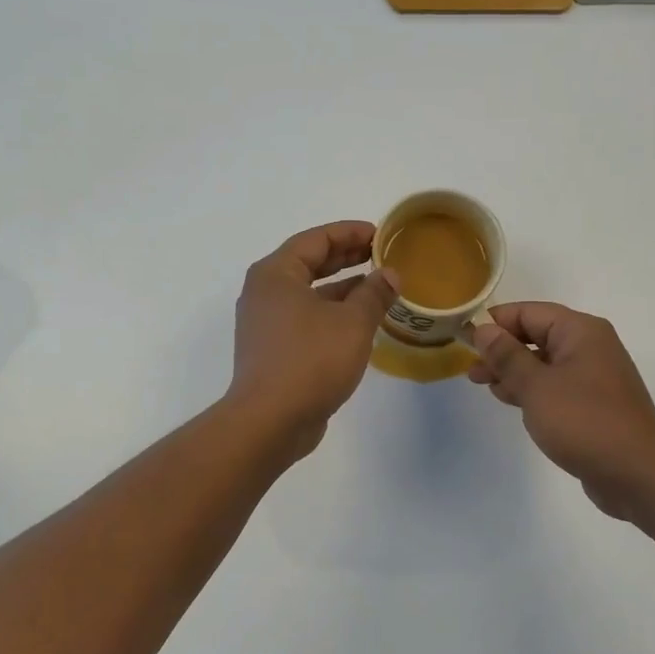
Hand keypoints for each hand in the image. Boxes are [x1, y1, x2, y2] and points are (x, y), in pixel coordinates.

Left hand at [231, 221, 399, 455]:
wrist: (270, 421)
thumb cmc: (310, 361)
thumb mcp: (352, 323)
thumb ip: (374, 293)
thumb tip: (390, 275)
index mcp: (276, 274)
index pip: (316, 239)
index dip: (350, 232)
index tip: (380, 233)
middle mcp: (264, 292)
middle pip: (308, 263)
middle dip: (346, 257)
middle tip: (381, 255)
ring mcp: (266, 323)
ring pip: (308, 293)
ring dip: (342, 288)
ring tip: (378, 287)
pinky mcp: (273, 349)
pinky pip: (305, 318)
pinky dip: (331, 313)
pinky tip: (359, 322)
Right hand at [469, 303, 654, 520]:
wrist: (638, 475)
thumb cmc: (584, 422)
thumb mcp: (536, 386)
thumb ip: (507, 356)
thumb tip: (483, 329)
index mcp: (580, 331)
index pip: (528, 313)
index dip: (495, 323)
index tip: (464, 339)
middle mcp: (589, 346)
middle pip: (536, 335)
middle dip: (501, 349)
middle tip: (471, 369)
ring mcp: (593, 376)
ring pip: (544, 362)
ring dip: (513, 371)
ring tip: (484, 385)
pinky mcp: (593, 403)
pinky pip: (555, 385)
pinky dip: (531, 389)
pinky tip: (510, 400)